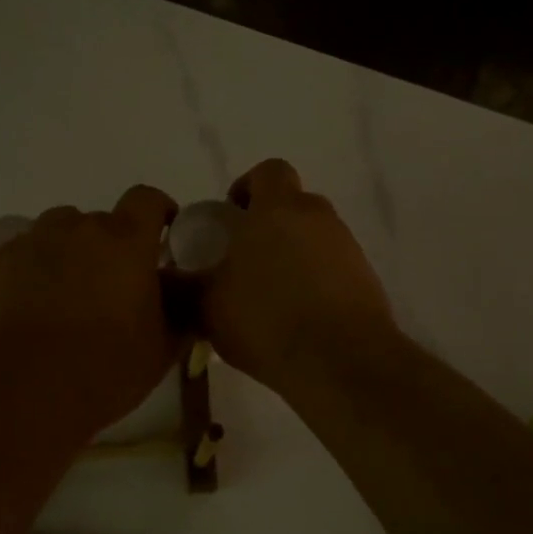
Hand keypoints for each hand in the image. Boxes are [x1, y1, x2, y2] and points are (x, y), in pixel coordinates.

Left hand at [0, 185, 179, 436]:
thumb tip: (186, 293)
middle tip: (116, 285)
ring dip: (72, 250)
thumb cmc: (106, 369)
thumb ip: (183, 311)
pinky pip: (26, 252)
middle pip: (102, 220)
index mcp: (126, 240)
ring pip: (60, 231)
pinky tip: (37, 302)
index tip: (164, 237)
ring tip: (72, 291)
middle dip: (114, 245)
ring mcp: (33, 243)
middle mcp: (78, 228)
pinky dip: (37, 267)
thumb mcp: (163, 347)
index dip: (159, 212)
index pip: (148, 199)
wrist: (23, 392)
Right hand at [203, 159, 394, 392]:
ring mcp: (347, 248)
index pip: (268, 171)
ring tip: (269, 297)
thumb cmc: (266, 320)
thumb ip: (182, 285)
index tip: (230, 218)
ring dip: (293, 256)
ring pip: (314, 239)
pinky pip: (333, 269)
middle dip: (268, 226)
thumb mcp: (206, 306)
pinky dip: (315, 283)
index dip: (247, 188)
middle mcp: (318, 218)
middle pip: (293, 206)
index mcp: (278, 209)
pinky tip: (297, 318)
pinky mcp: (366, 279)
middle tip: (243, 261)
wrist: (341, 361)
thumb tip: (166, 279)